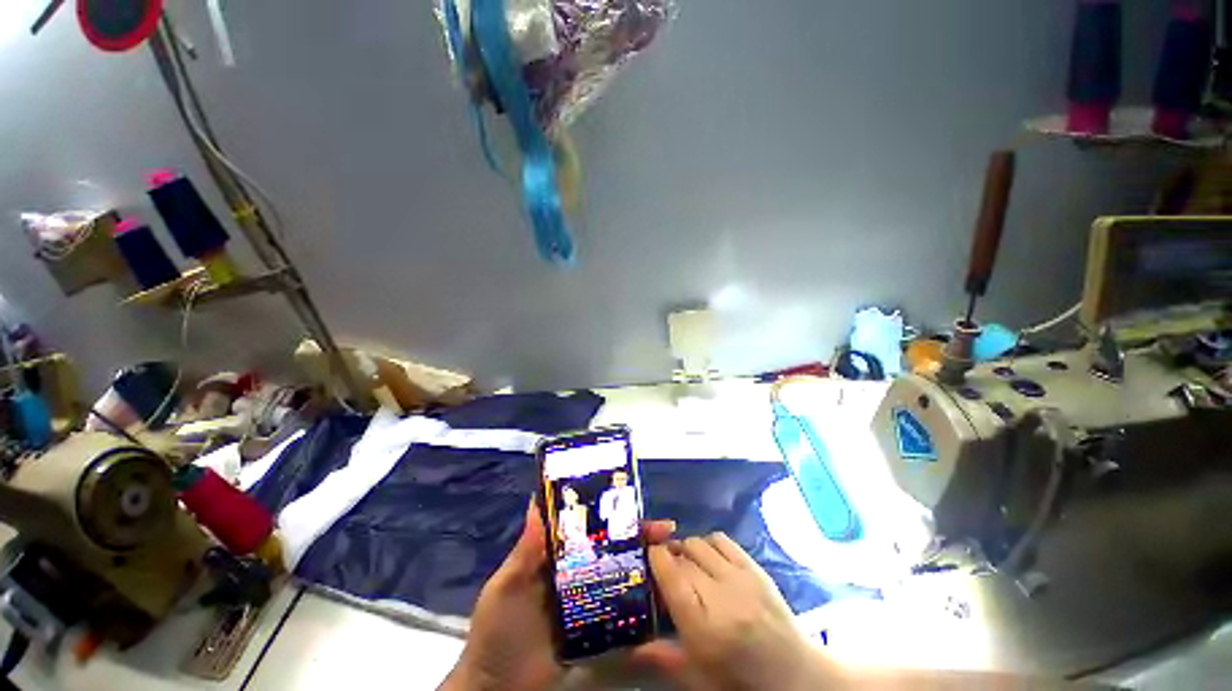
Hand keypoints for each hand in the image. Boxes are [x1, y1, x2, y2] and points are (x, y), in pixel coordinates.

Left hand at [442, 502, 675, 690]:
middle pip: (611, 547)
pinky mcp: (597, 629)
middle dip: (638, 536)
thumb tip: (536, 503)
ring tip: (672, 557)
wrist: (499, 690)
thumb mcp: (505, 588)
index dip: (609, 513)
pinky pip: (622, 609)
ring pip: (621, 574)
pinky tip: (663, 595)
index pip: (587, 526)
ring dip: (645, 564)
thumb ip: (524, 550)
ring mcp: (588, 601)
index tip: (634, 504)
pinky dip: (641, 600)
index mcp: (555, 556)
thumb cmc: (499, 632)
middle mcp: (576, 573)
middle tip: (666, 532)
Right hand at [634, 533, 838, 689]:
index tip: (648, 556)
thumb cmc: (740, 679)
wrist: (794, 673)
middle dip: (670, 556)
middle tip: (667, 569)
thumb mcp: (698, 676)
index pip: (671, 576)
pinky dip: (708, 542)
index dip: (656, 559)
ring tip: (688, 564)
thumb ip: (662, 656)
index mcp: (704, 626)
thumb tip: (630, 646)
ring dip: (688, 549)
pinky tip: (709, 558)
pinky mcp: (754, 567)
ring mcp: (740, 577)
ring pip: (700, 543)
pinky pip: (721, 540)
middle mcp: (721, 595)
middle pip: (683, 557)